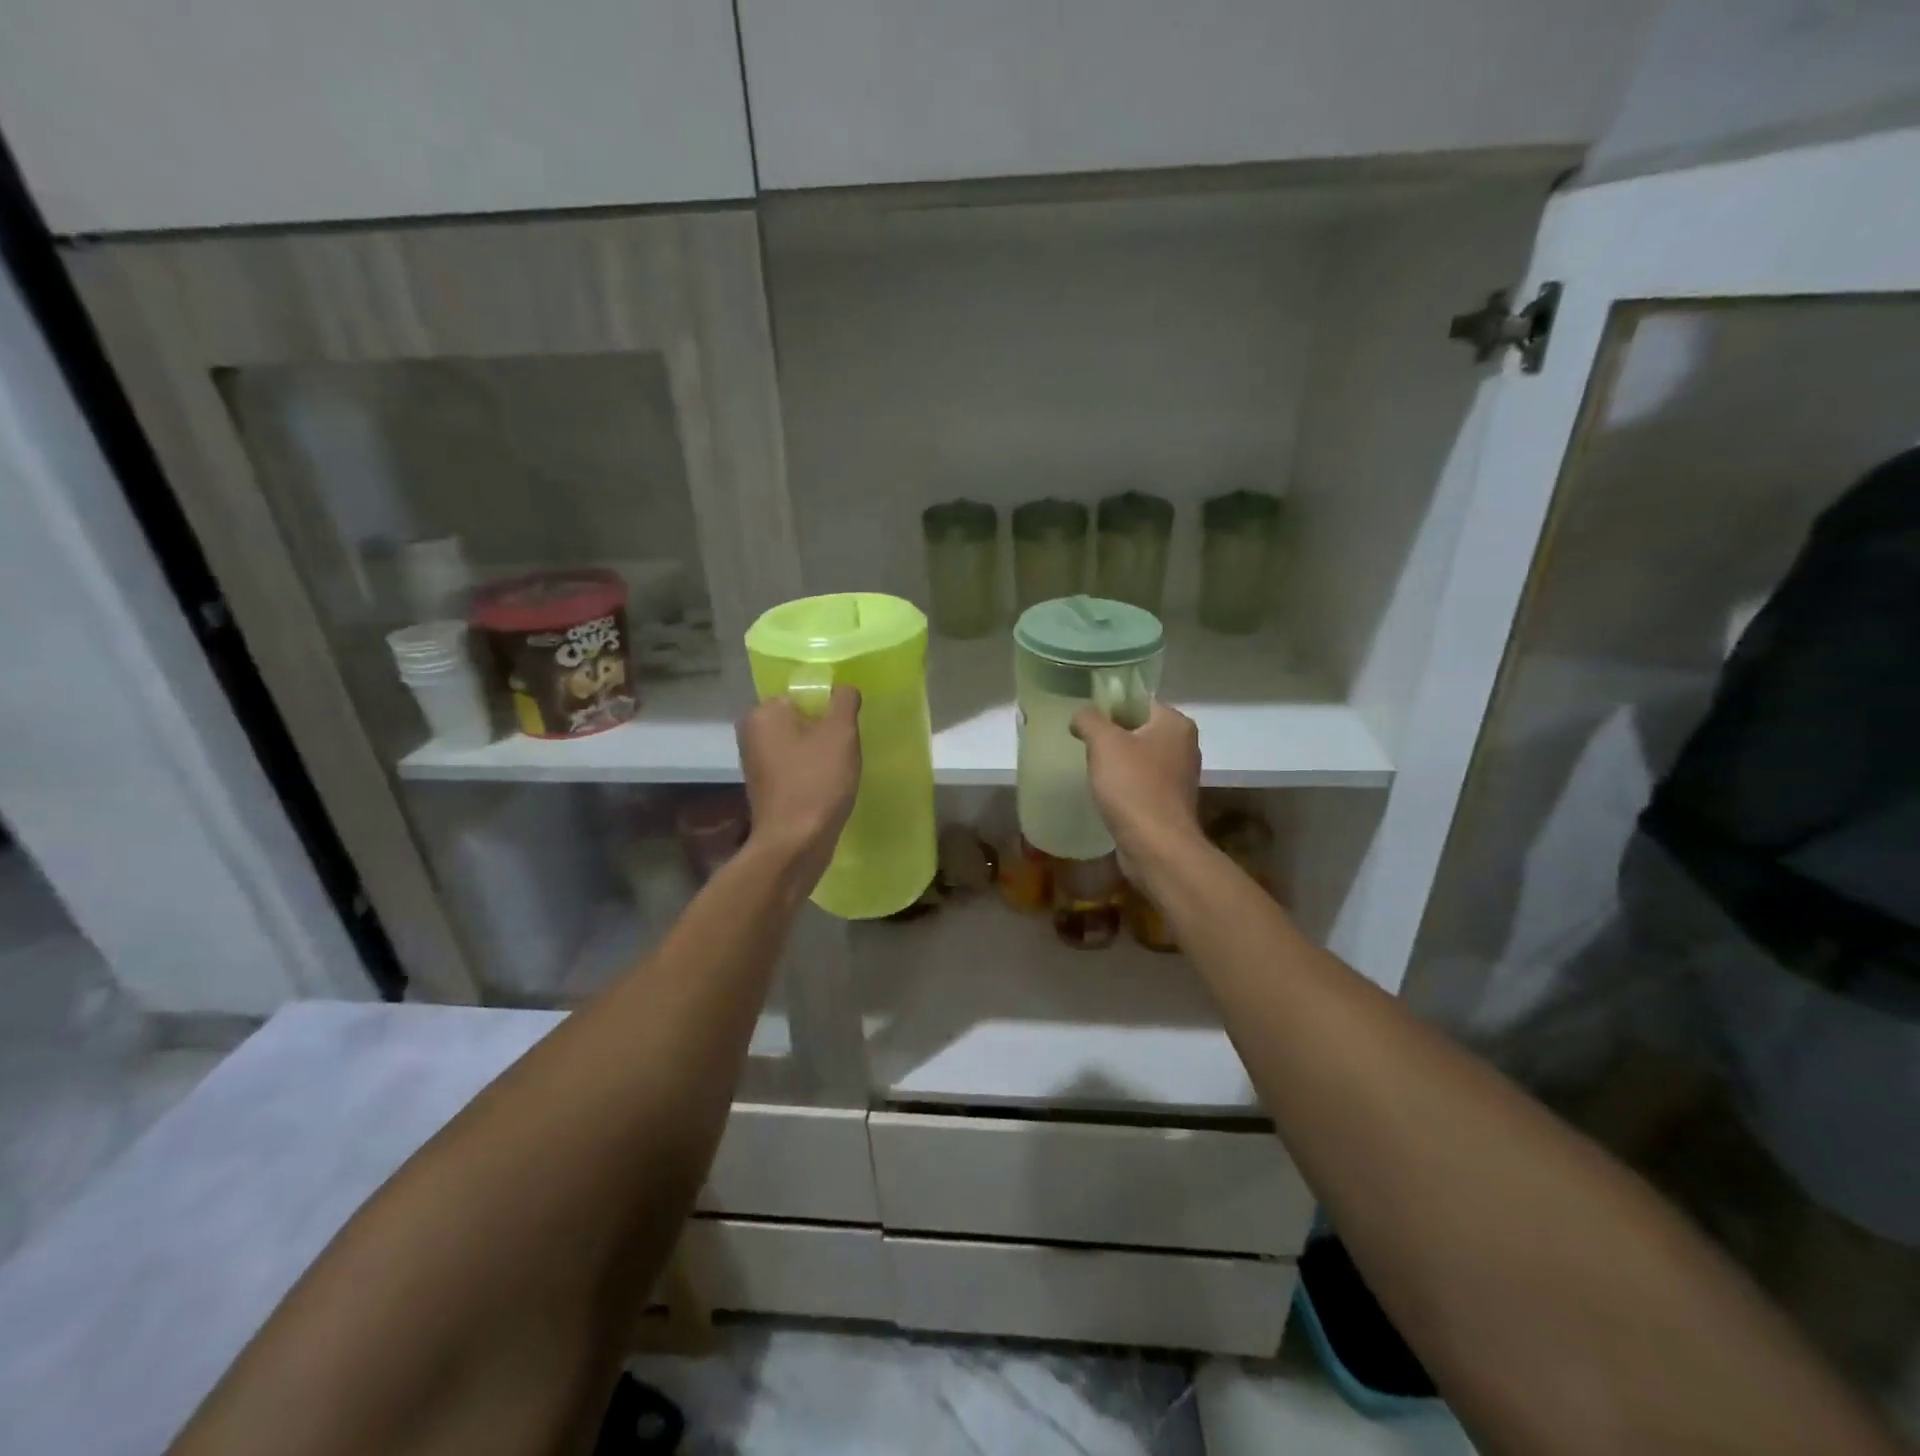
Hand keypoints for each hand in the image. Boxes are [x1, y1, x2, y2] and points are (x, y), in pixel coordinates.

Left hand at [737, 686, 861, 887]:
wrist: (795, 843)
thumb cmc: (817, 781)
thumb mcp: (840, 732)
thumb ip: (843, 701)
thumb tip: (843, 689)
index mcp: (763, 713)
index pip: (802, 693)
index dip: (829, 706)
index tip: (848, 725)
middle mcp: (752, 733)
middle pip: (800, 718)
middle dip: (825, 729)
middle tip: (848, 746)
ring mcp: (756, 763)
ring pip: (798, 744)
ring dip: (820, 752)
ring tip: (840, 768)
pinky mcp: (765, 787)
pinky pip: (794, 767)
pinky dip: (811, 772)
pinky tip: (828, 785)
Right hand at [1070, 702, 1202, 863]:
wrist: (1156, 846)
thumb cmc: (1132, 786)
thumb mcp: (1104, 742)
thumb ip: (1089, 719)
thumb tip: (1081, 714)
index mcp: (1176, 724)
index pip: (1139, 702)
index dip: (1110, 707)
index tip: (1085, 721)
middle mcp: (1185, 746)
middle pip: (1139, 729)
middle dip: (1111, 736)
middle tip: (1084, 744)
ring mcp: (1180, 776)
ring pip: (1140, 757)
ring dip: (1117, 762)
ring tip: (1091, 769)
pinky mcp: (1171, 802)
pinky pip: (1142, 783)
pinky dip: (1125, 785)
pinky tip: (1106, 793)